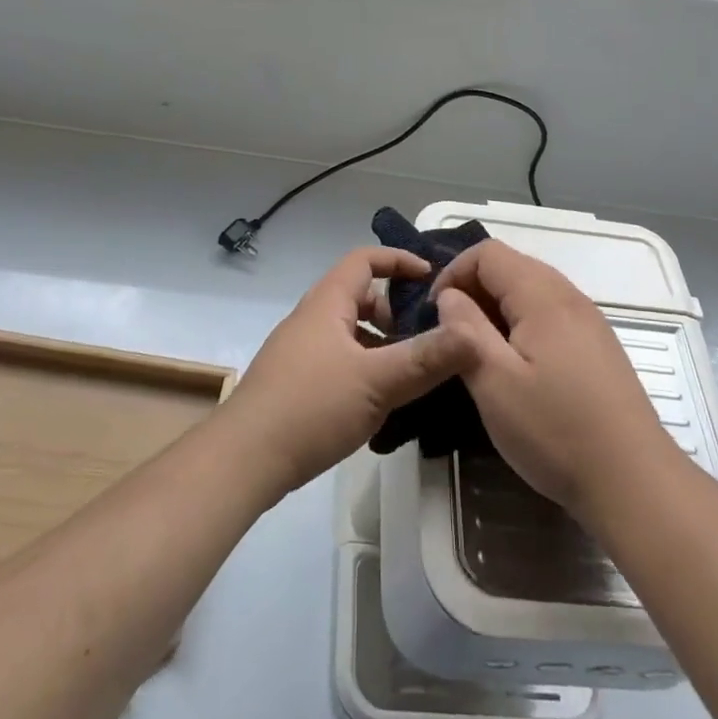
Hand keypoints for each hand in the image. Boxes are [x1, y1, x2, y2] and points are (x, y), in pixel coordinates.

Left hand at [225, 248, 473, 497]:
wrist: (244, 459)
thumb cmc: (311, 407)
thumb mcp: (378, 382)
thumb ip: (426, 358)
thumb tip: (472, 334)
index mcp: (327, 303)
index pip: (364, 260)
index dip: (399, 261)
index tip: (433, 279)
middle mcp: (311, 319)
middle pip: (359, 296)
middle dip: (395, 311)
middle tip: (426, 338)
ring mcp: (299, 351)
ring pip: (350, 332)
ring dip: (381, 344)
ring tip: (411, 374)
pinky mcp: (294, 382)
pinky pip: (339, 359)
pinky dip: (364, 367)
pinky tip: (380, 403)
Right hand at [433, 240, 668, 517]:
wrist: (634, 481)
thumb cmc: (556, 430)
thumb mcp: (494, 382)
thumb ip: (464, 330)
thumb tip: (449, 296)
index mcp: (543, 296)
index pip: (488, 252)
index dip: (453, 273)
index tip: (435, 313)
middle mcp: (569, 297)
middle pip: (511, 266)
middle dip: (473, 289)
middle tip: (452, 334)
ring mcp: (589, 321)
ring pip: (531, 291)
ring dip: (496, 309)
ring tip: (479, 352)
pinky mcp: (597, 347)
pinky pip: (550, 314)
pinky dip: (522, 325)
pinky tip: (516, 367)